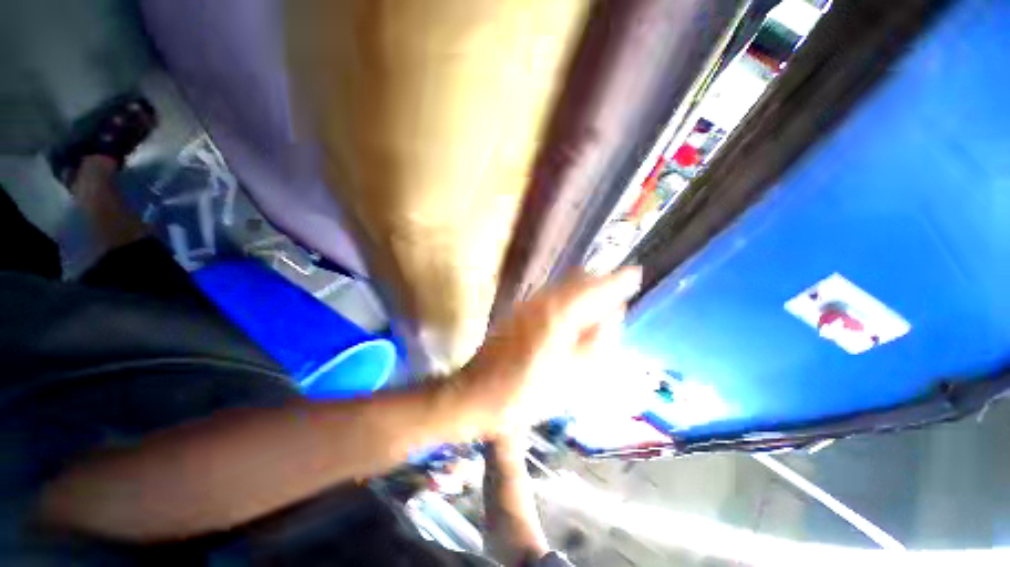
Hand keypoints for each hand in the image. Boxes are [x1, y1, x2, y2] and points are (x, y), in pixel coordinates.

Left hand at [455, 267, 640, 436]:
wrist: (476, 393)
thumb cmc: (526, 392)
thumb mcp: (572, 376)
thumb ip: (597, 342)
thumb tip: (612, 315)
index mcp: (558, 314)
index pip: (596, 287)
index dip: (618, 280)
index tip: (636, 273)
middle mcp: (542, 301)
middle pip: (578, 280)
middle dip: (601, 283)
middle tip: (619, 293)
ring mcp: (527, 304)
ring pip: (563, 286)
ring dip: (584, 290)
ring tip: (600, 304)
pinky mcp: (518, 311)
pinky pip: (550, 296)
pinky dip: (568, 299)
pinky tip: (573, 315)